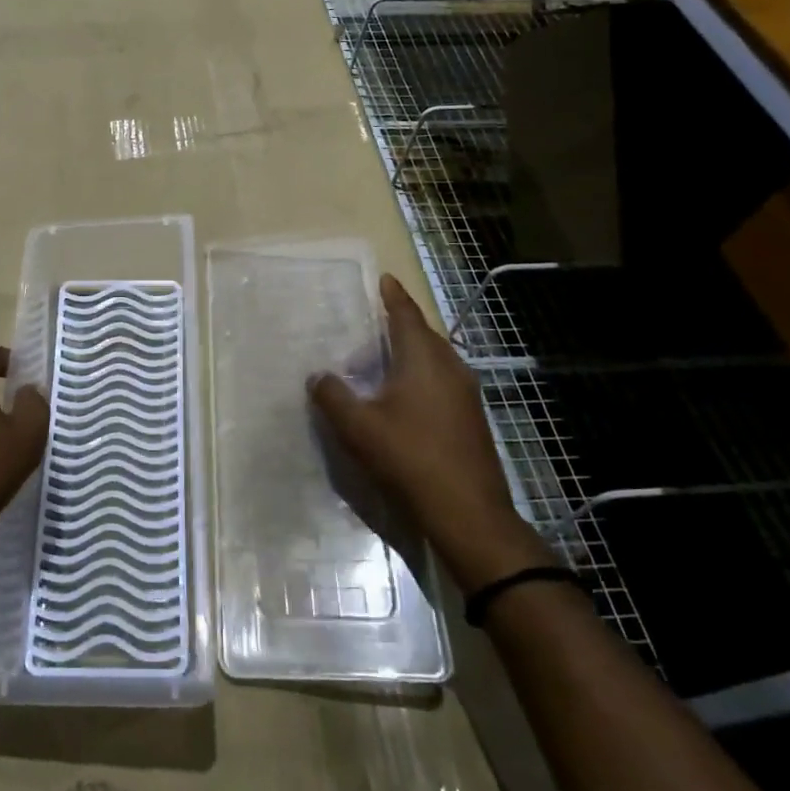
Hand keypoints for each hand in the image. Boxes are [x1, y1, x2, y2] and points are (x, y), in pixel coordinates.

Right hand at [309, 274, 551, 592]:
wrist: (468, 512)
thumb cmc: (409, 457)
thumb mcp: (357, 426)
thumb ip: (332, 396)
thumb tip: (318, 376)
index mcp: (423, 360)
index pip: (406, 316)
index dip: (393, 296)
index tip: (385, 278)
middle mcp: (450, 369)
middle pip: (423, 336)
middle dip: (399, 326)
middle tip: (372, 324)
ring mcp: (466, 395)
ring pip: (434, 361)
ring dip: (409, 355)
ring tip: (381, 363)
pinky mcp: (471, 419)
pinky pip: (441, 382)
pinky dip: (420, 377)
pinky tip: (402, 399)